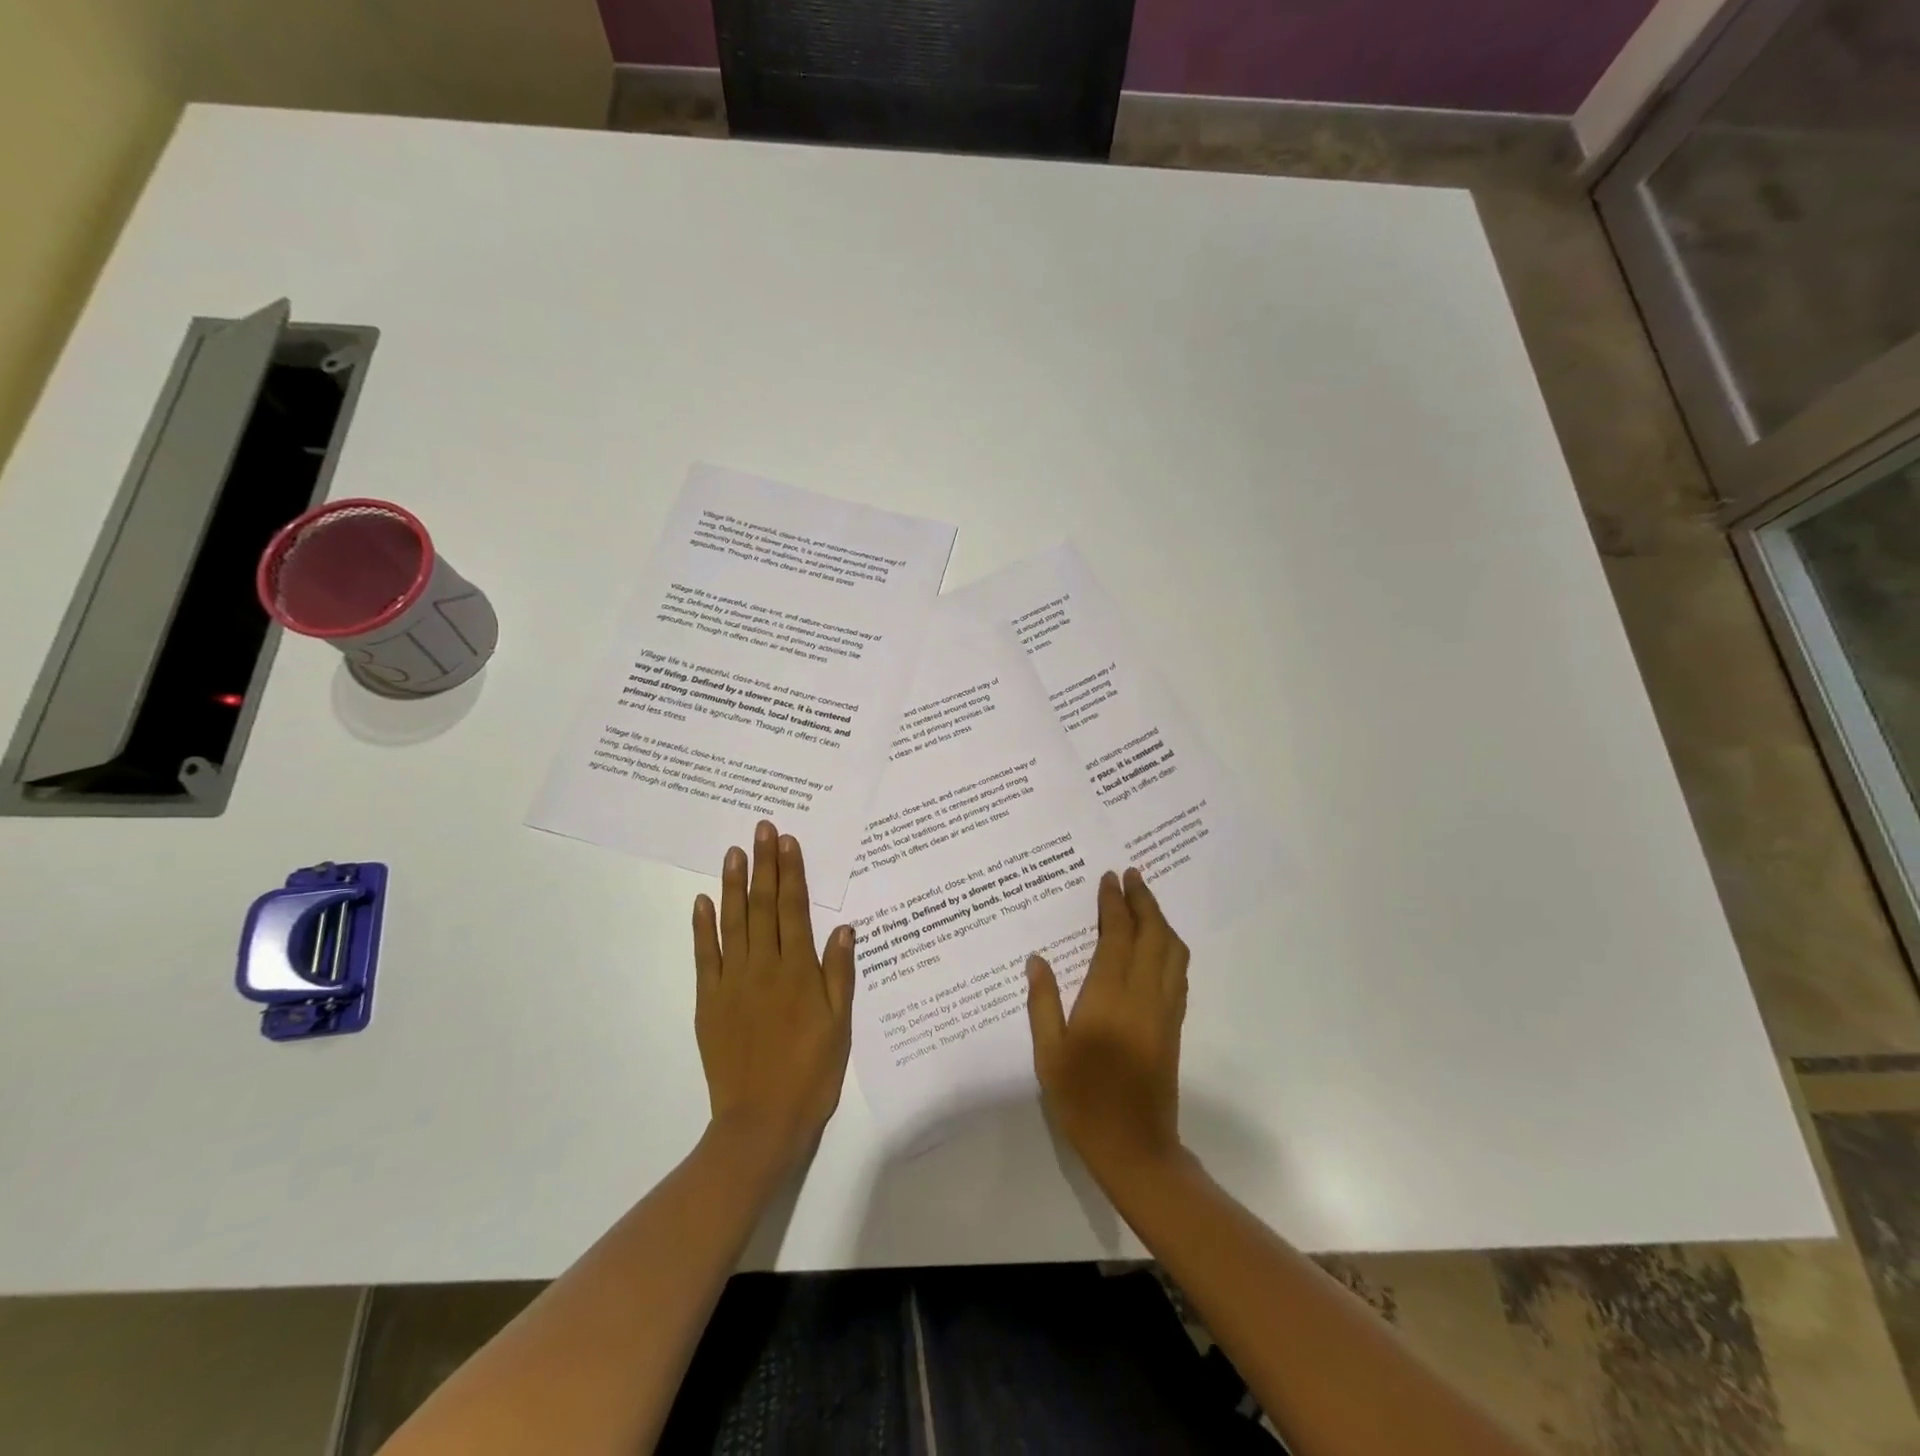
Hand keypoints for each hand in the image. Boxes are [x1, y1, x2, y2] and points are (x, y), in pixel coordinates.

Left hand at [692, 821, 854, 1173]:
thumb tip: (844, 928)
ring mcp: (732, 982)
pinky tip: (703, 901)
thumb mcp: (839, 1026)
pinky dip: (703, 926)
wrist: (761, 1121)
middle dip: (764, 864)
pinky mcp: (709, 1001)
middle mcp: (764, 967)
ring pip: (733, 922)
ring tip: (734, 851)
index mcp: (798, 972)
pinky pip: (705, 956)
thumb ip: (839, 975)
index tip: (789, 842)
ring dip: (734, 884)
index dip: (792, 873)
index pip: (794, 910)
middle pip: (763, 906)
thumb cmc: (810, 1073)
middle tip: (762, 829)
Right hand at [1026, 868, 1190, 1190]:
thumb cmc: (1083, 1100)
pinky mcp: (1175, 1025)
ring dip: (1161, 920)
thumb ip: (1043, 1002)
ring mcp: (1165, 1010)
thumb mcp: (1049, 1054)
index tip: (1109, 878)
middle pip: (1153, 934)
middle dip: (1144, 900)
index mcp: (1109, 997)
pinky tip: (1157, 945)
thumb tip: (1037, 959)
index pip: (1117, 935)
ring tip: (1144, 902)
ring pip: (1173, 951)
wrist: (1135, 1147)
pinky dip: (1169, 946)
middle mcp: (1144, 995)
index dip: (1114, 903)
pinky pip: (1178, 972)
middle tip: (1132, 875)